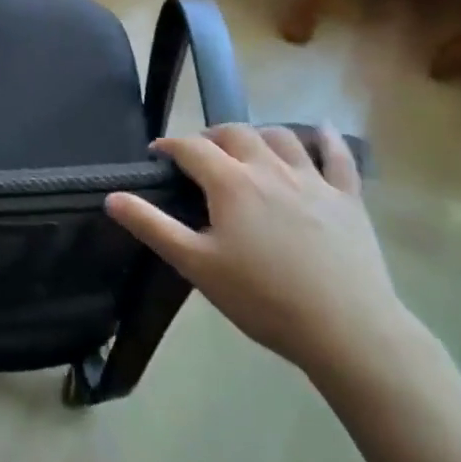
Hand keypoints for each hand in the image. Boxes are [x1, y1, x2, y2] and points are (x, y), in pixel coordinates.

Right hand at [106, 125, 405, 379]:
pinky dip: (328, 139)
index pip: (191, 147)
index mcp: (231, 183)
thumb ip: (152, 226)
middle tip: (201, 155)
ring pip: (281, 136)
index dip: (169, 145)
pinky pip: (337, 157)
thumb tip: (112, 195)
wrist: (347, 330)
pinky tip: (323, 131)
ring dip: (259, 134)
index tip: (157, 155)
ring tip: (249, 148)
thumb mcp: (197, 266)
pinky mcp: (348, 198)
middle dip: (212, 136)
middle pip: (235, 133)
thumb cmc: (263, 299)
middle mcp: (269, 168)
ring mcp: (313, 180)